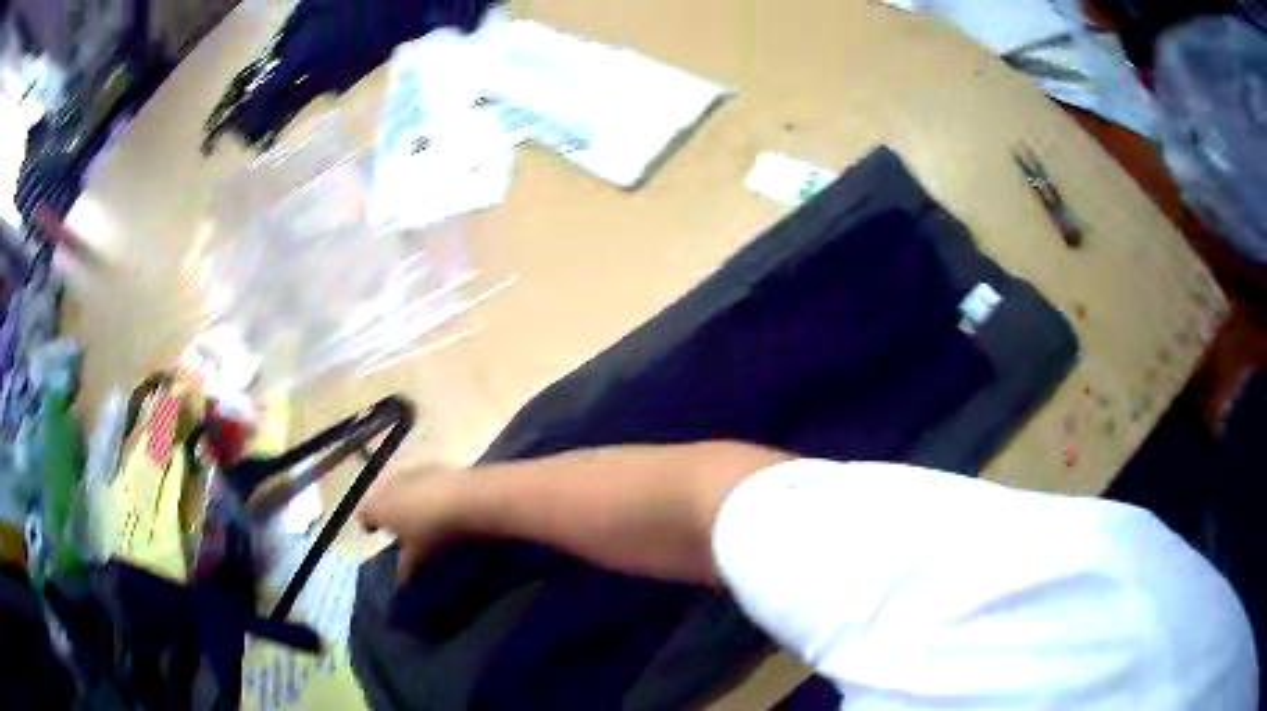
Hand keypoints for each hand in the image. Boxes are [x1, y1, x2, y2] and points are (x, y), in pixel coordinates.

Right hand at [356, 465, 467, 579]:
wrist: (466, 498)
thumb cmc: (433, 532)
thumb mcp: (418, 557)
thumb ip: (405, 567)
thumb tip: (401, 578)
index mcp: (377, 507)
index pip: (363, 515)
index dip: (368, 524)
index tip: (373, 533)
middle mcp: (387, 485)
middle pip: (379, 498)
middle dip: (385, 511)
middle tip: (395, 526)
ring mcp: (409, 472)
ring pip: (399, 487)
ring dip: (403, 499)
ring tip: (416, 515)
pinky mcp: (431, 466)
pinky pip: (419, 481)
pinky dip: (423, 491)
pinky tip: (436, 502)